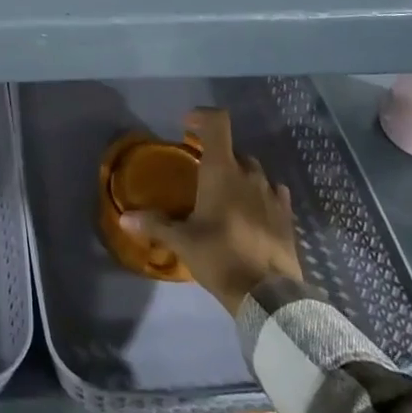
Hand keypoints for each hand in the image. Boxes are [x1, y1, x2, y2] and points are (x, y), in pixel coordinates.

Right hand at [121, 108, 303, 314]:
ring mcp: (272, 193)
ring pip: (254, 171)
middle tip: (200, 172)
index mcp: (221, 171)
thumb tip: (124, 218)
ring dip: (238, 175)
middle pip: (233, 150)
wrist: (269, 296)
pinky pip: (273, 192)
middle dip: (216, 155)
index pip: (217, 123)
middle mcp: (249, 174)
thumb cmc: (220, 257)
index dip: (202, 117)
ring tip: (225, 196)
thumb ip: (154, 224)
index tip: (187, 127)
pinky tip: (252, 211)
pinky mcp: (286, 215)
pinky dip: (260, 194)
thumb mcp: (182, 241)